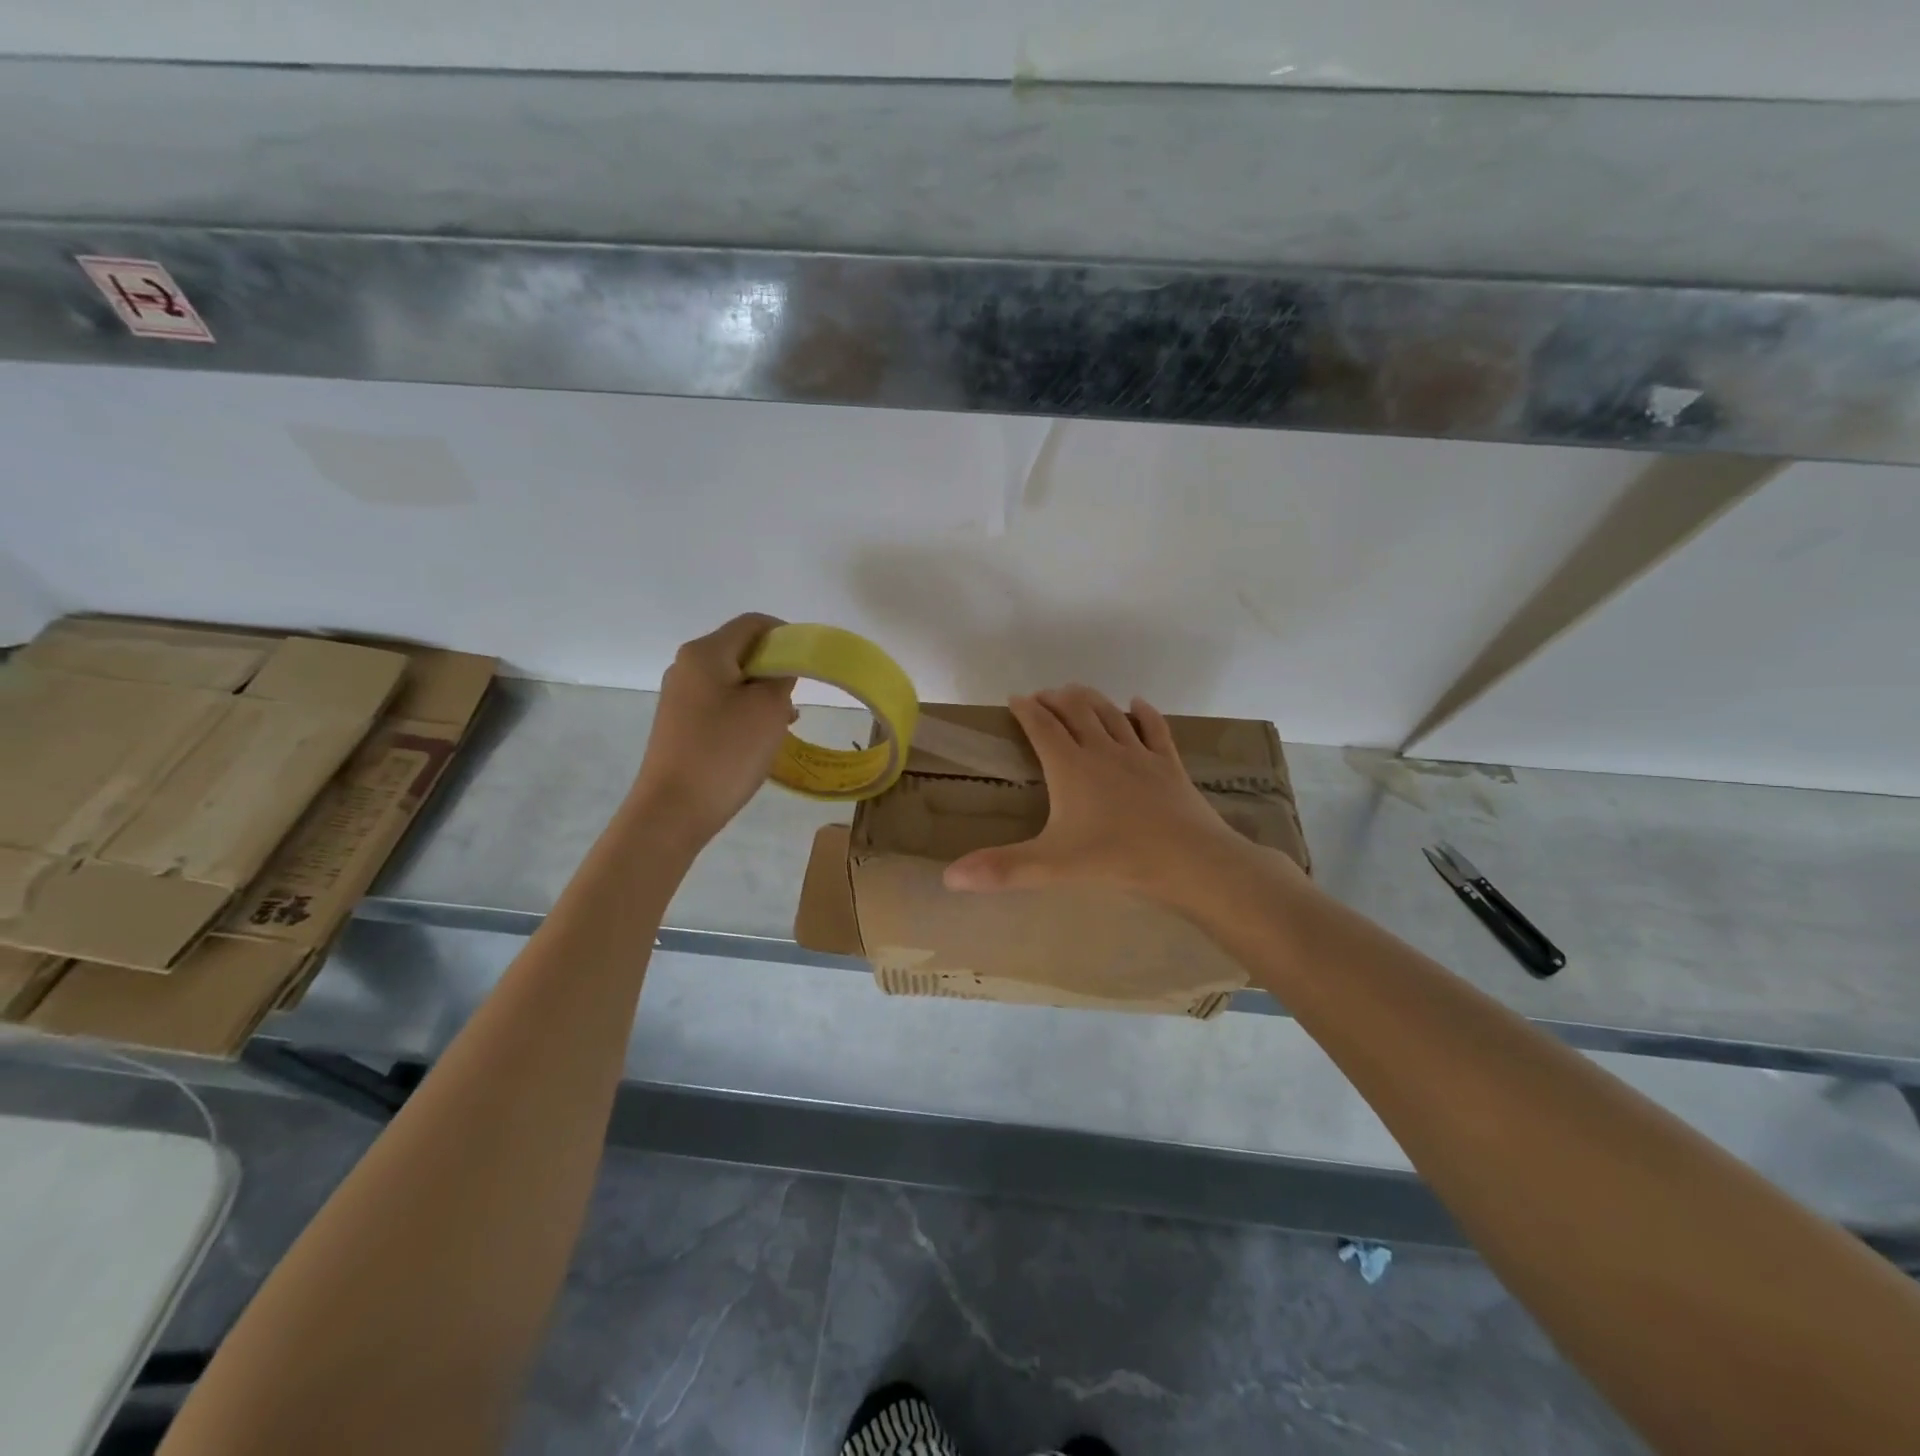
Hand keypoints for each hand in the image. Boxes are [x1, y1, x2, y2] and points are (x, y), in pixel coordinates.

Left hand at [630, 613, 796, 845]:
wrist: (673, 810)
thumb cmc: (725, 752)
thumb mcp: (768, 708)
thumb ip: (782, 675)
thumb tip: (781, 666)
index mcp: (705, 653)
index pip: (753, 623)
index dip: (786, 634)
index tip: (810, 663)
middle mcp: (686, 667)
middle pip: (741, 650)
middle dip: (775, 669)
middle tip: (796, 699)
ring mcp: (679, 696)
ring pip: (732, 680)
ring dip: (762, 695)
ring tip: (783, 724)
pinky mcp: (679, 724)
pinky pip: (720, 704)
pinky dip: (744, 713)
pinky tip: (759, 740)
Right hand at [942, 684, 1291, 908]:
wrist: (1188, 859)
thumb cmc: (1116, 858)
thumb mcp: (1051, 866)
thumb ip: (1001, 869)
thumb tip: (948, 878)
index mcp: (1070, 766)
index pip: (1041, 727)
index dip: (1026, 710)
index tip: (1015, 699)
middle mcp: (1102, 750)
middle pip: (1075, 711)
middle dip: (1055, 699)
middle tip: (1043, 696)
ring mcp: (1139, 754)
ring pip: (1110, 714)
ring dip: (1090, 699)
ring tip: (1076, 692)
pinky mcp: (1169, 764)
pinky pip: (1154, 729)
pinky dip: (1144, 713)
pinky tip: (1137, 704)